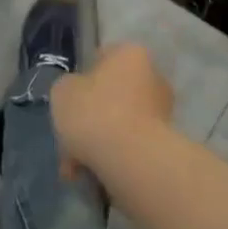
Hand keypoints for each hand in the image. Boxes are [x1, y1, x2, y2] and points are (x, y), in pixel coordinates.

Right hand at [50, 43, 174, 180]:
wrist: (132, 159)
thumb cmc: (95, 112)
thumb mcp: (62, 91)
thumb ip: (68, 88)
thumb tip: (77, 95)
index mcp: (130, 54)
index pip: (101, 58)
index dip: (81, 80)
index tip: (68, 102)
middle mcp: (153, 76)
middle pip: (110, 95)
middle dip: (88, 120)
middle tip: (68, 141)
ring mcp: (162, 110)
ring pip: (118, 124)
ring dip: (97, 143)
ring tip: (75, 167)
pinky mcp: (165, 142)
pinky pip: (129, 146)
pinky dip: (111, 157)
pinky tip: (91, 175)